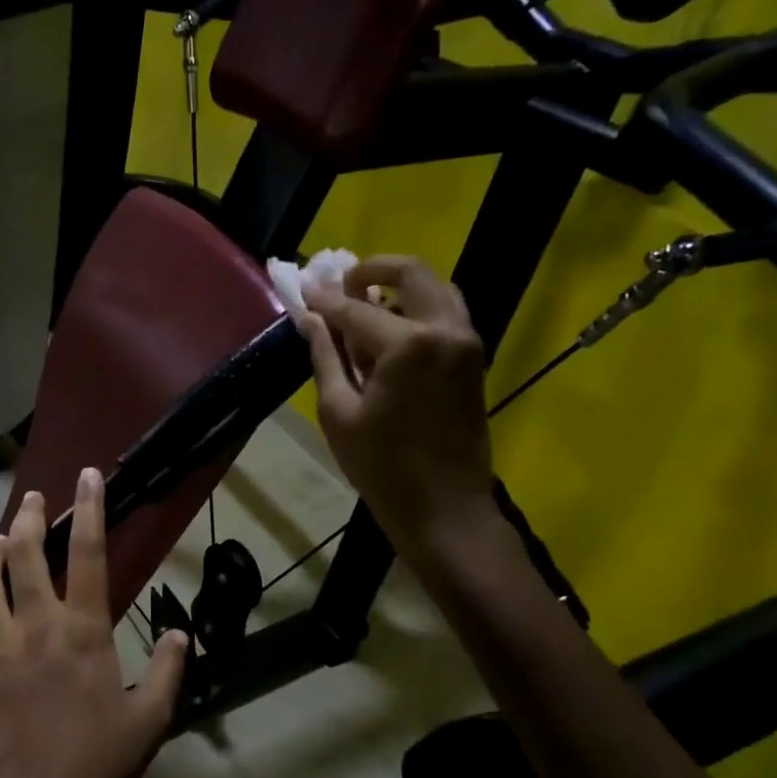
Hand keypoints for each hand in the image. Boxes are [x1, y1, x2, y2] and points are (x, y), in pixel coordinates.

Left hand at [0, 468, 189, 777]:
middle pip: (22, 554)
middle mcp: (34, 624)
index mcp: (83, 629)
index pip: (87, 552)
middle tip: (31, 501)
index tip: (86, 476)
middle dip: (26, 518)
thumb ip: (170, 671)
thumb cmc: (96, 765)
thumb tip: (180, 633)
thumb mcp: (150, 720)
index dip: (89, 508)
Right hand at [299, 256, 497, 552]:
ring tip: (364, 306)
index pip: (356, 308)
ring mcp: (467, 341)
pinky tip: (390, 333)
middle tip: (341, 285)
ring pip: (435, 288)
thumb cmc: (382, 466)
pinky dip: (418, 309)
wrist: (445, 507)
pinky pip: (446, 313)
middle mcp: (445, 329)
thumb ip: (326, 356)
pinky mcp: (474, 358)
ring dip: (399, 287)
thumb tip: (309, 318)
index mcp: (409, 343)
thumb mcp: (339, 412)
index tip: (303, 286)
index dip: (324, 299)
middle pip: (410, 273)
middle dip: (371, 270)